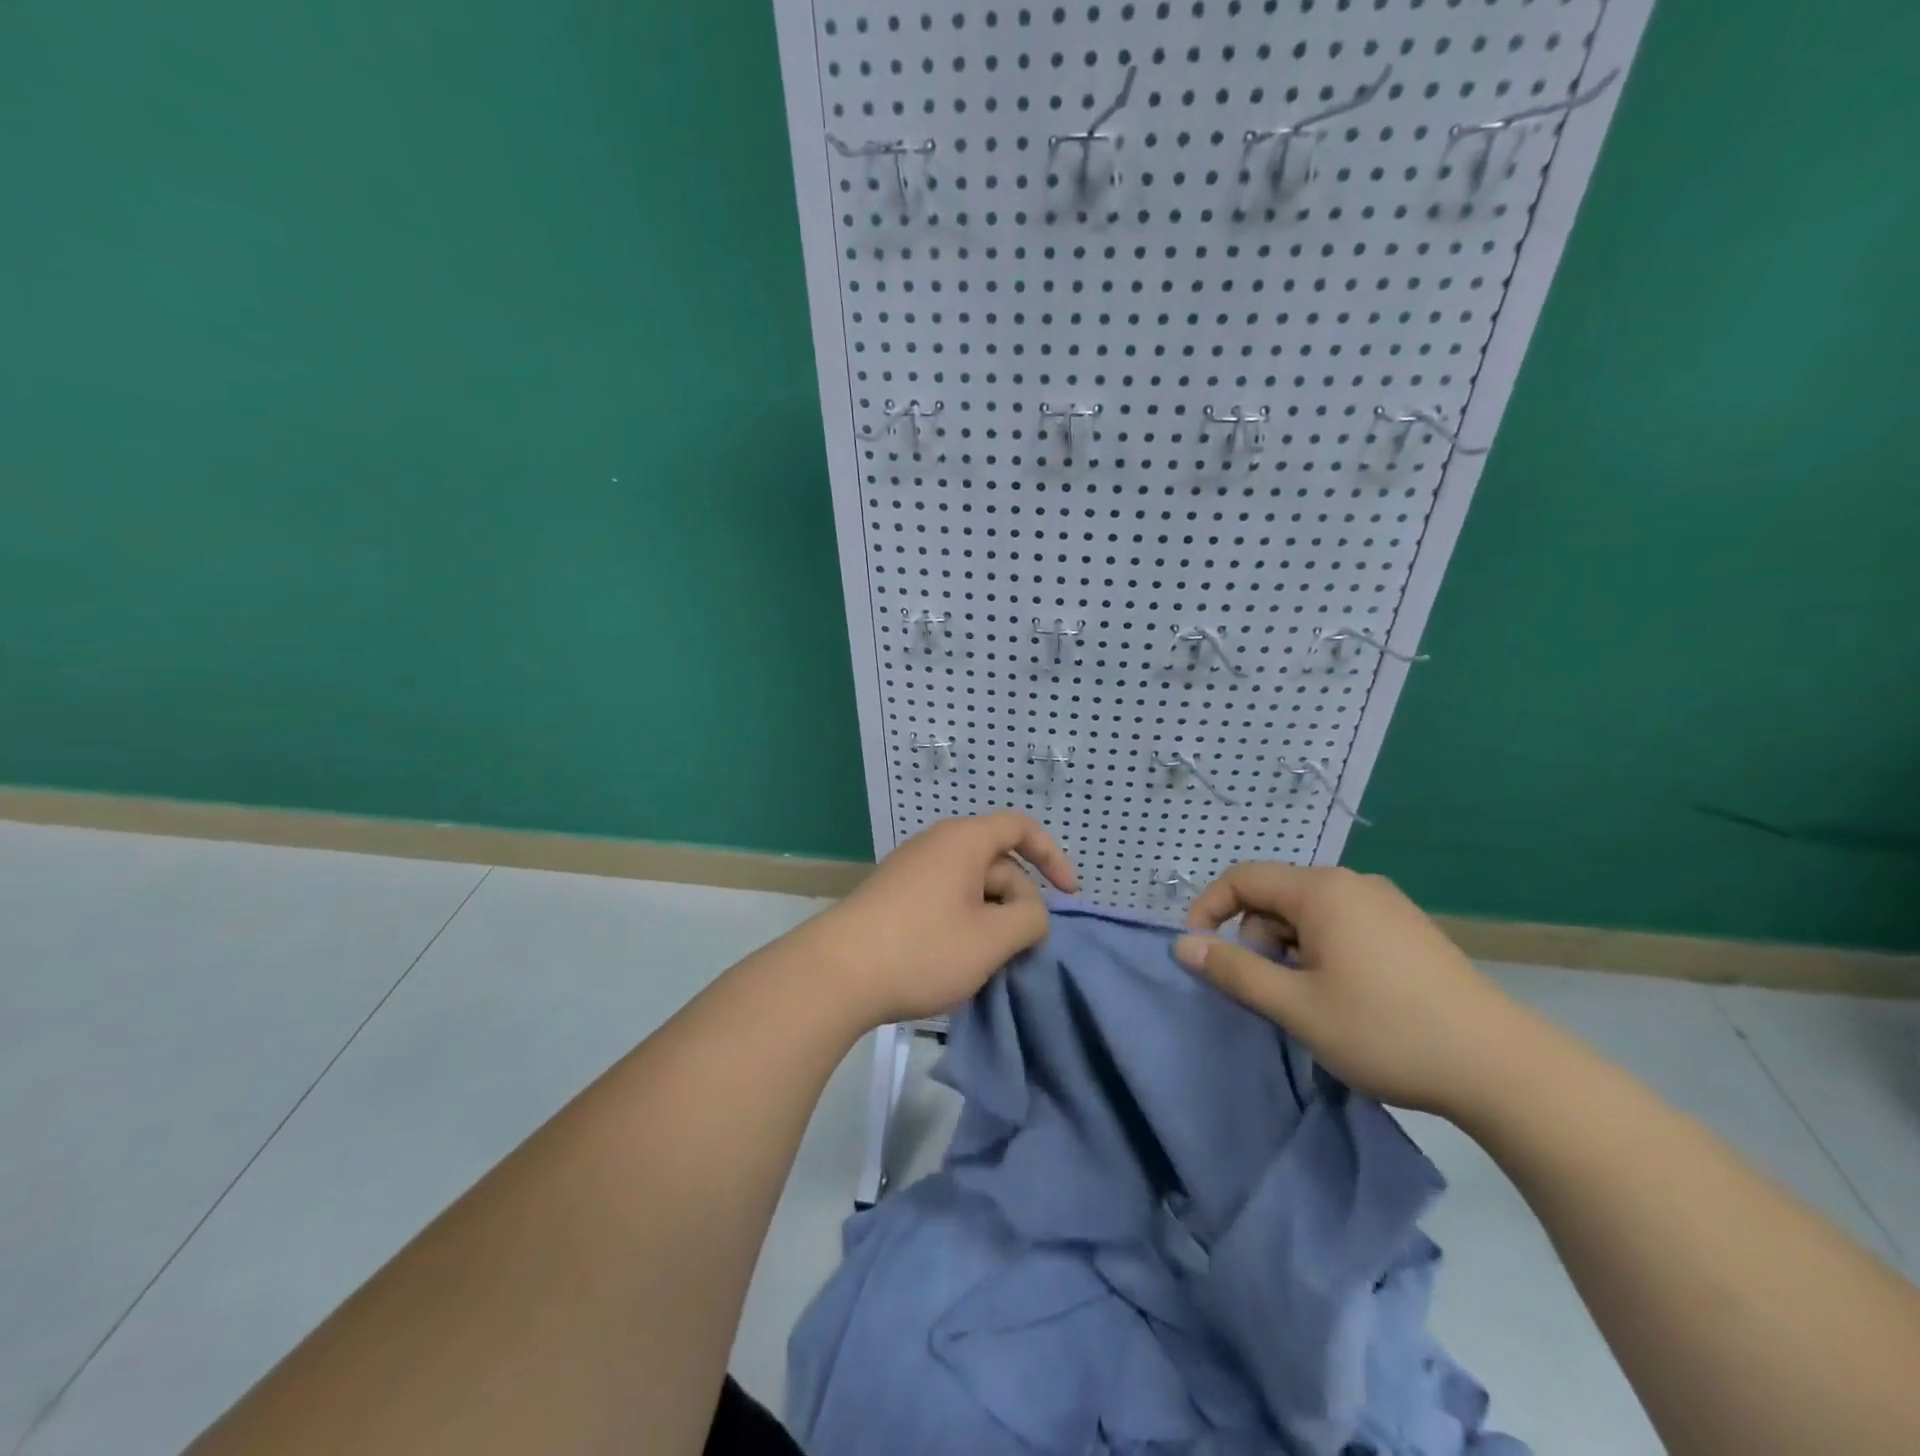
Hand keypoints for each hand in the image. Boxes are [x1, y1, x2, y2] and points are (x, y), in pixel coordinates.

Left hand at [818, 812, 1076, 1026]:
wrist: (835, 973)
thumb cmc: (923, 949)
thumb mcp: (992, 939)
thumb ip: (1029, 919)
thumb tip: (1031, 912)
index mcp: (964, 840)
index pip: (1020, 828)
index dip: (1052, 856)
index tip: (1070, 895)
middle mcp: (936, 845)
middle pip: (996, 862)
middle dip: (1018, 902)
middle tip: (1019, 950)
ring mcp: (910, 870)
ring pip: (970, 886)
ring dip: (991, 919)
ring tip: (988, 962)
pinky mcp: (893, 896)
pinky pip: (944, 899)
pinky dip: (963, 924)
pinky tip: (956, 961)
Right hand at [1174, 864, 1532, 1116]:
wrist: (1502, 1068)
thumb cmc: (1386, 1031)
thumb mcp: (1296, 1007)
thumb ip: (1234, 971)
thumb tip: (1183, 944)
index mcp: (1322, 891)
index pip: (1243, 878)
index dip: (1209, 909)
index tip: (1199, 953)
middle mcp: (1353, 884)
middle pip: (1276, 897)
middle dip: (1256, 939)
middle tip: (1272, 994)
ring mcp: (1386, 905)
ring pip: (1308, 915)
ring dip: (1290, 952)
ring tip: (1312, 1003)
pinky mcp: (1407, 930)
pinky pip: (1341, 926)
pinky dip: (1322, 954)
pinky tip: (1346, 998)